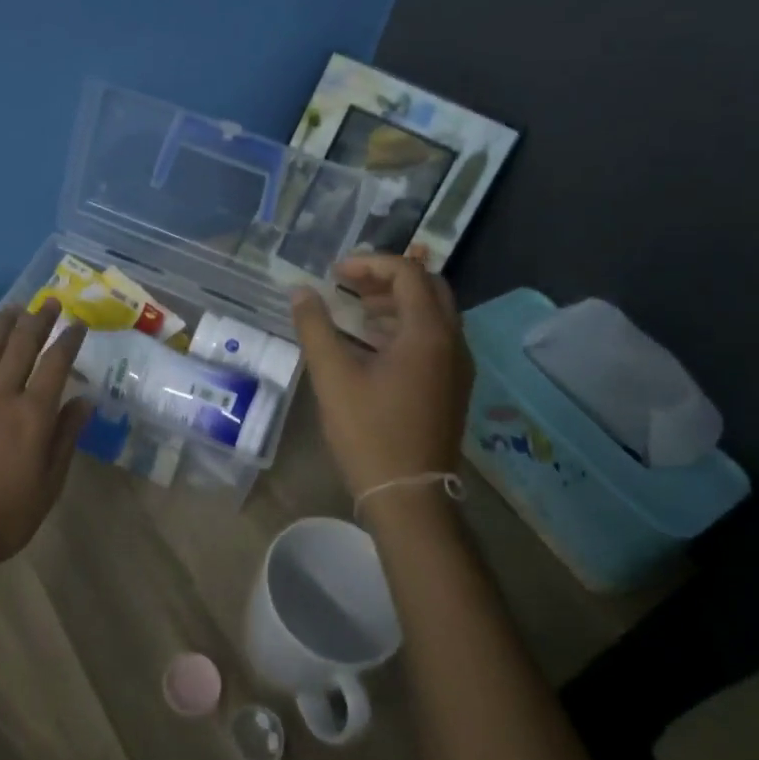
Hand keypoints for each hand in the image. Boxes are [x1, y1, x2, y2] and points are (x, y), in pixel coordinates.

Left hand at [0, 302, 93, 572]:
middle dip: (39, 320)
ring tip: (15, 307)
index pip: (56, 364)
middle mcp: (2, 396)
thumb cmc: (4, 517)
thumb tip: (85, 401)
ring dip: (4, 324)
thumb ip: (66, 438)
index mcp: (33, 416)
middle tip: (51, 302)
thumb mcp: (49, 485)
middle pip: (22, 346)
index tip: (79, 322)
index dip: (69, 339)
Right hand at [289, 255, 474, 504]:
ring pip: (434, 314)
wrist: (409, 496)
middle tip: (349, 284)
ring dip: (397, 302)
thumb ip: (315, 327)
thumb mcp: (332, 376)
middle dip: (387, 278)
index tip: (334, 272)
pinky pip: (435, 339)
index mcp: (428, 333)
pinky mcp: (453, 387)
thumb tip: (300, 291)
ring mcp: (458, 367)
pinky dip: (406, 327)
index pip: (407, 273)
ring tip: (357, 311)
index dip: (370, 263)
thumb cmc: (369, 432)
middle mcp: (452, 343)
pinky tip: (374, 345)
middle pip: (428, 288)